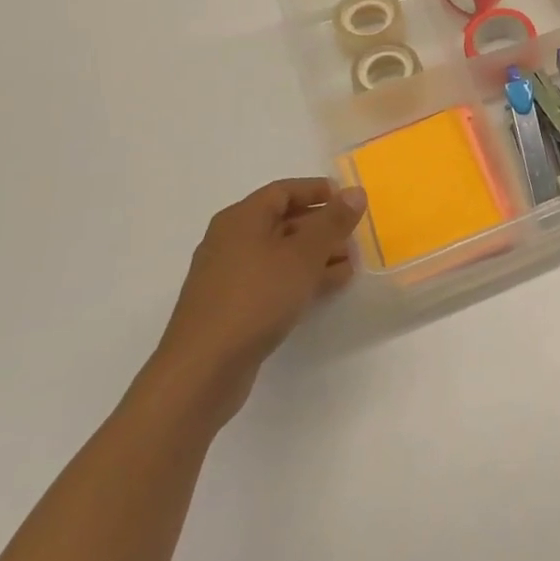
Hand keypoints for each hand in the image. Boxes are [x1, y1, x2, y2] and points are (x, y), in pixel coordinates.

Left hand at [151, 178, 365, 417]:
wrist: (203, 369)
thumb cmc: (256, 298)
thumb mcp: (303, 255)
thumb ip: (333, 221)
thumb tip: (355, 191)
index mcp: (241, 219)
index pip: (284, 191)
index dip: (318, 191)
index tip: (350, 200)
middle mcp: (231, 241)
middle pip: (283, 221)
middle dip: (323, 227)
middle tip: (356, 236)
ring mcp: (229, 276)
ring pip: (281, 254)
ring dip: (317, 255)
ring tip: (351, 264)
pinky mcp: (233, 306)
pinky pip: (274, 280)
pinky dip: (301, 278)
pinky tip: (328, 288)